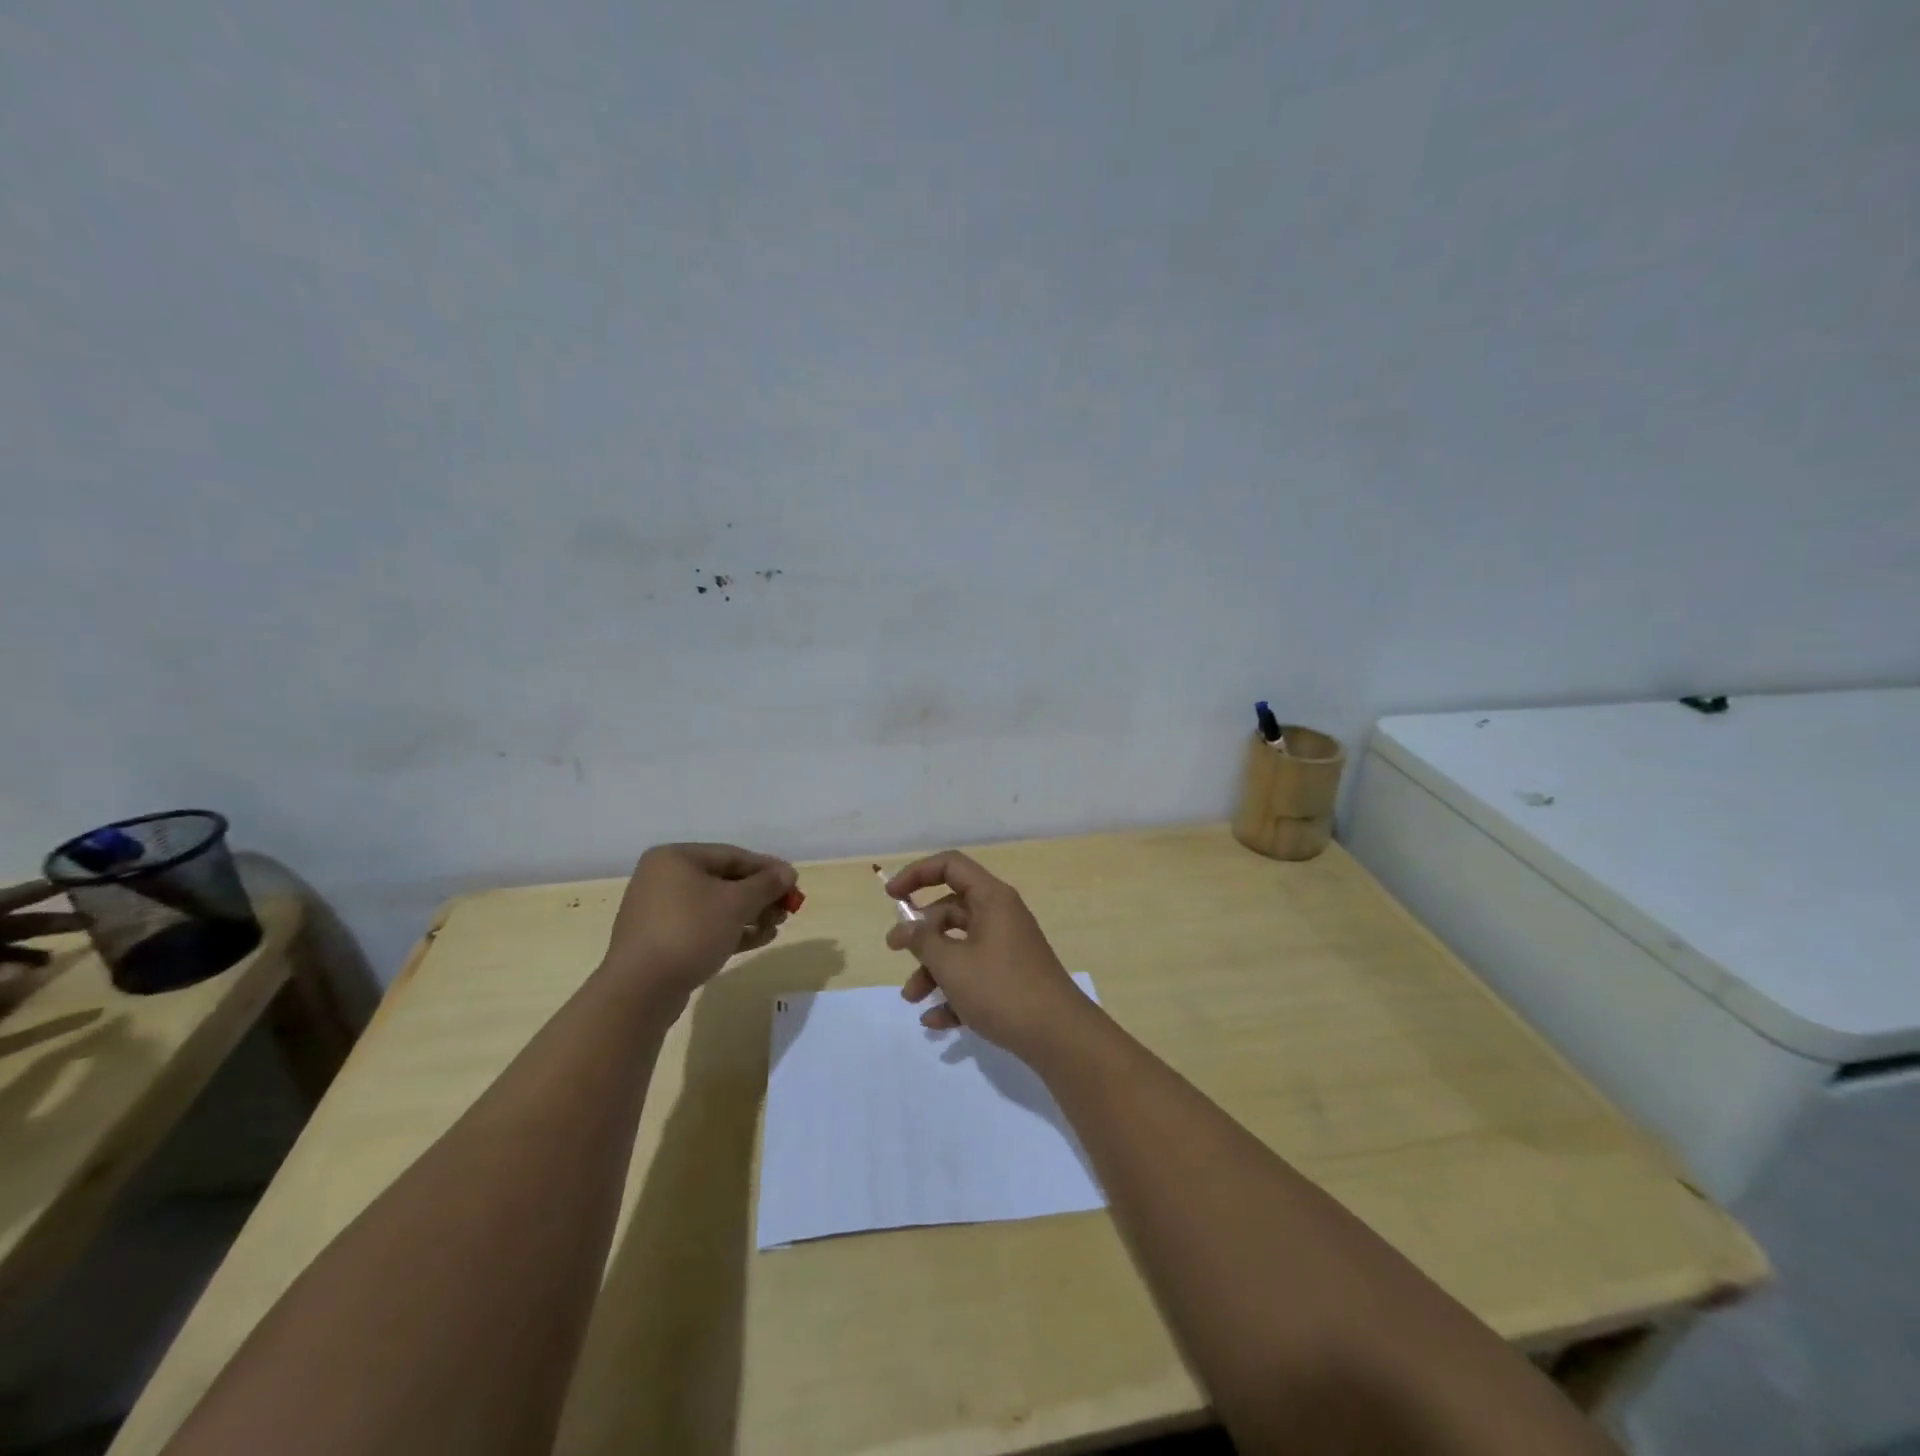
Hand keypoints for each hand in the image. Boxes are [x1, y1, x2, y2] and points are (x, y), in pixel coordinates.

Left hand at [602, 843, 796, 1002]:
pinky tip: (759, 939)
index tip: (794, 881)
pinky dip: (731, 930)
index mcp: (675, 859)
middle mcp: (663, 879)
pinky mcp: (662, 941)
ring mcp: (660, 912)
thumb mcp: (736, 903)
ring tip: (777, 926)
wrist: (641, 990)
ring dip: (750, 915)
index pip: (732, 855)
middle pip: (724, 880)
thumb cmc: (690, 931)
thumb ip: (766, 884)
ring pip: (715, 906)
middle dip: (759, 895)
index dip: (767, 868)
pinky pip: (703, 927)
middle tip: (788, 908)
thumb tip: (788, 872)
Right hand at [884, 851, 1093, 1057]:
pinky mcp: (1012, 978)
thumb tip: (904, 928)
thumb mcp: (952, 964)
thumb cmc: (1002, 989)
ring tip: (912, 998)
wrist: (1059, 1036)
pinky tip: (935, 1021)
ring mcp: (1008, 948)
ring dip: (932, 969)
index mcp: (991, 899)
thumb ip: (922, 941)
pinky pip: (974, 975)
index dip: (917, 873)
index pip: (950, 865)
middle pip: (951, 910)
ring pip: (960, 947)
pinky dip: (953, 993)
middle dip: (920, 933)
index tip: (891, 896)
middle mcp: (1001, 916)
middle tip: (894, 951)